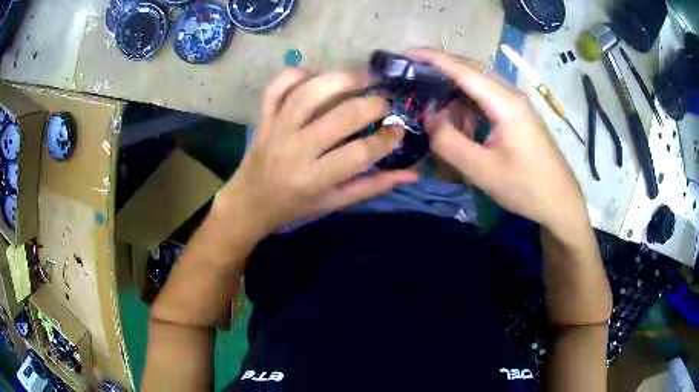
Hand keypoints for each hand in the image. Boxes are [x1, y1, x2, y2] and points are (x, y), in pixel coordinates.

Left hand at [215, 68, 417, 235]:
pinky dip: (296, 74)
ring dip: (341, 79)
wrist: (249, 203)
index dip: (387, 138)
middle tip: (384, 103)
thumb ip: (373, 186)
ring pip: (309, 93)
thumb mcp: (335, 203)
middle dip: (372, 104)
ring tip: (362, 78)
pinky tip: (316, 76)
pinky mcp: (264, 117)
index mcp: (314, 178)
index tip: (398, 130)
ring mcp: (276, 129)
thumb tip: (413, 174)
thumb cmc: (295, 206)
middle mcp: (295, 149)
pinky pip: (277, 86)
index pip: (360, 153)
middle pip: (340, 116)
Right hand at [410, 49, 588, 235]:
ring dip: (456, 93)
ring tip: (435, 108)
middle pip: (472, 71)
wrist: (560, 203)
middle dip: (441, 69)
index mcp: (505, 102)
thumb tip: (428, 117)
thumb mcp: (483, 170)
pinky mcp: (520, 117)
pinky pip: (489, 101)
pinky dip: (470, 107)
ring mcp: (518, 105)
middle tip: (414, 75)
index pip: (464, 70)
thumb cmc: (526, 187)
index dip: (433, 59)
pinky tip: (464, 127)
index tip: (407, 53)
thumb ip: (450, 142)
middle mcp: (512, 95)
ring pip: (480, 87)